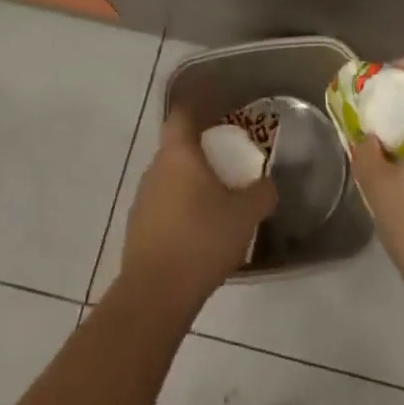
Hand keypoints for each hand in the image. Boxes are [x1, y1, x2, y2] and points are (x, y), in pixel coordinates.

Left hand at [119, 109, 277, 307]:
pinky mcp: (136, 232)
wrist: (155, 295)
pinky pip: (162, 209)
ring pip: (168, 181)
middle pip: (176, 149)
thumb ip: (262, 193)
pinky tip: (197, 236)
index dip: (197, 108)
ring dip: (189, 186)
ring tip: (215, 204)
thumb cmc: (201, 239)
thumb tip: (267, 185)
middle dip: (200, 153)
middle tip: (226, 165)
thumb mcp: (246, 215)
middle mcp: (154, 170)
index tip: (216, 113)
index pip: (182, 115)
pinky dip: (179, 213)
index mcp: (178, 154)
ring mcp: (141, 201)